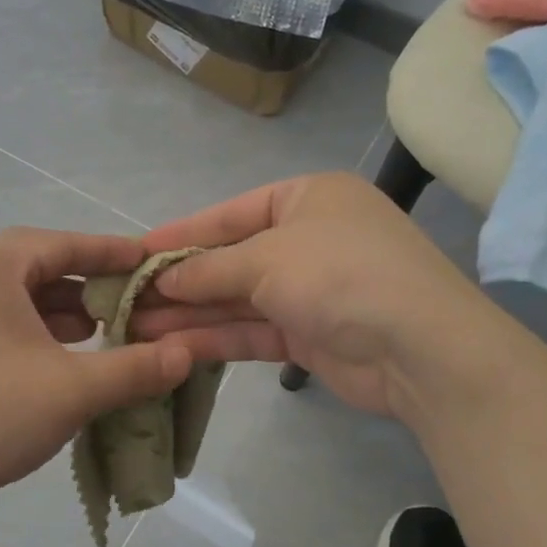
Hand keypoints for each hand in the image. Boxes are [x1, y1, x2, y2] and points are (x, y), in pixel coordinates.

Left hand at [0, 228, 192, 519]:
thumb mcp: (71, 390)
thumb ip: (134, 369)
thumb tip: (188, 353)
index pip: (63, 243)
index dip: (112, 252)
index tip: (150, 262)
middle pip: (37, 267)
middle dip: (87, 286)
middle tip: (130, 305)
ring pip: (13, 297)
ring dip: (59, 312)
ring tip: (101, 333)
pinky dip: (30, 331)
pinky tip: (55, 359)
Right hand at [132, 172, 497, 418]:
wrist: (419, 348)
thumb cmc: (340, 274)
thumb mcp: (267, 258)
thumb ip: (209, 269)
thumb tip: (163, 279)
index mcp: (307, 198)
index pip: (230, 213)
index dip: (181, 233)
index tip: (135, 251)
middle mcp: (308, 239)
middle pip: (231, 258)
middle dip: (181, 280)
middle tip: (128, 297)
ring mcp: (309, 289)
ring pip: (237, 299)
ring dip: (190, 313)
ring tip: (136, 326)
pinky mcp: (308, 334)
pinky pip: (252, 330)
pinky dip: (216, 337)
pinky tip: (173, 345)